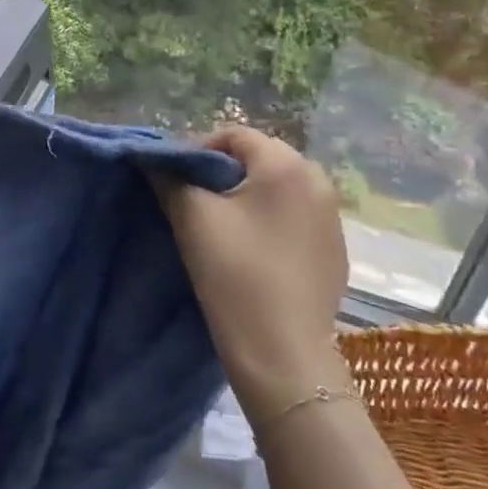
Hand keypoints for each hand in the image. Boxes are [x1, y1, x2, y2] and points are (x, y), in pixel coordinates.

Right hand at [156, 127, 349, 425]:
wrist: (283, 355)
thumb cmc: (235, 274)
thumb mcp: (192, 217)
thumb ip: (170, 177)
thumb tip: (152, 159)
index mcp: (286, 164)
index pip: (234, 134)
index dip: (198, 149)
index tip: (174, 179)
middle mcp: (318, 181)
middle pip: (258, 159)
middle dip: (221, 173)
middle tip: (192, 201)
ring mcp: (332, 218)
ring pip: (276, 189)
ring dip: (245, 197)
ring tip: (218, 227)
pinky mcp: (334, 250)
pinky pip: (294, 217)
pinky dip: (268, 222)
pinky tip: (250, 252)